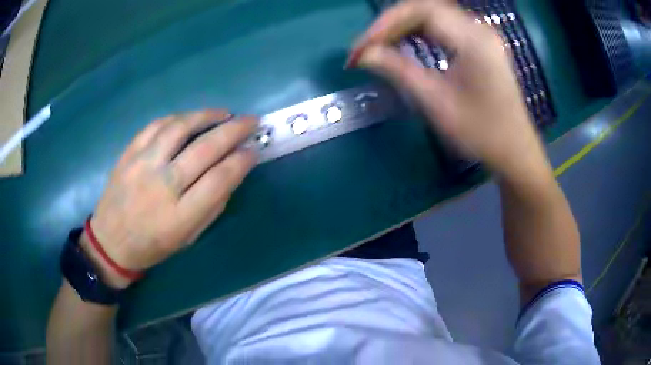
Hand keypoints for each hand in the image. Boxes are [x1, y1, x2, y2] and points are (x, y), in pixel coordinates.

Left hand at [81, 110, 256, 287]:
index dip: (241, 161)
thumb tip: (233, 171)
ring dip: (206, 116)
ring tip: (223, 113)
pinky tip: (191, 118)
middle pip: (204, 149)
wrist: (110, 241)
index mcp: (179, 216)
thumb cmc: (152, 246)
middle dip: (234, 130)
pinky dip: (179, 117)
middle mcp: (161, 185)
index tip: (253, 150)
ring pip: (180, 128)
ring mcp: (142, 165)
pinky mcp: (129, 153)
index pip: (219, 179)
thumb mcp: (188, 238)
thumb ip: (212, 205)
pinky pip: (157, 125)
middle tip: (250, 121)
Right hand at [349, 0, 548, 176]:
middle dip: (391, 25)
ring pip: (433, 15)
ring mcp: (481, 34)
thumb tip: (365, 55)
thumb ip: (399, 71)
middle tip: (367, 49)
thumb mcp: (437, 103)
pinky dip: (420, 32)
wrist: (515, 150)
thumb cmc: (481, 133)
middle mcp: (478, 28)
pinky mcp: (481, 43)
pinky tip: (406, 45)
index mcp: (473, 39)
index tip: (361, 49)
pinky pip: (444, 26)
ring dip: (403, 28)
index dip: (384, 24)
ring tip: (381, 47)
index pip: (420, 11)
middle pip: (425, 8)